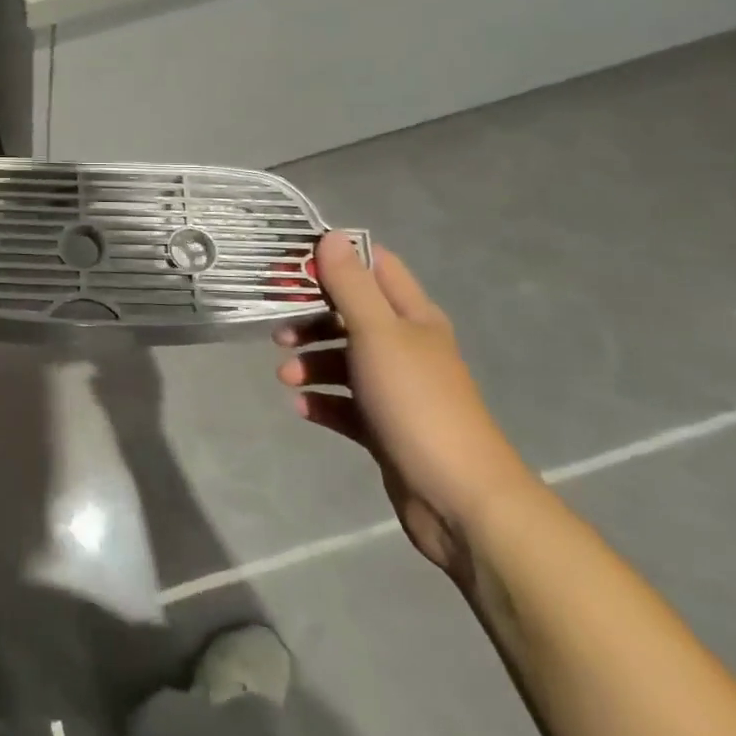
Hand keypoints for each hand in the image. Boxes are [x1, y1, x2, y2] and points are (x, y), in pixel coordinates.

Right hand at [277, 233, 537, 581]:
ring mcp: (395, 388)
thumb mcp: (378, 333)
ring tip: (286, 376)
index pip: (374, 266)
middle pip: (349, 314)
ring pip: (342, 359)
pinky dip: (321, 401)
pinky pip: (343, 403)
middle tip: (277, 327)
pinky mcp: (384, 426)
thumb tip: (331, 237)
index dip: (334, 259)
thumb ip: (350, 285)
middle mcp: (405, 346)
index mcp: (412, 317)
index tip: (291, 266)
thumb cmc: (417, 402)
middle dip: (310, 317)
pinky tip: (303, 407)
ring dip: (310, 362)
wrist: (459, 498)